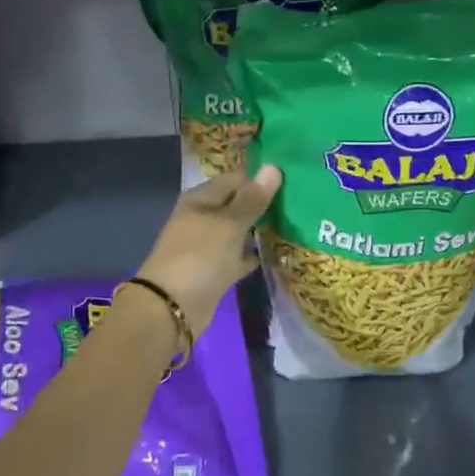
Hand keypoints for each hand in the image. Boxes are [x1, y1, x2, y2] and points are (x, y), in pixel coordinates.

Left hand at [136, 166, 282, 334]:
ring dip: (261, 229)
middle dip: (265, 204)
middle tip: (301, 202)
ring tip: (297, 223)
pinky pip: (239, 256)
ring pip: (240, 231)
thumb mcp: (229, 224)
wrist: (172, 308)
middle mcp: (203, 218)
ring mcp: (208, 245)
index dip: (261, 179)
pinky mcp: (215, 270)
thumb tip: (273, 167)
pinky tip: (279, 252)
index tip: (293, 181)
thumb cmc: (200, 256)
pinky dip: (254, 254)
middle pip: (238, 205)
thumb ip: (252, 199)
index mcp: (201, 199)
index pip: (236, 179)